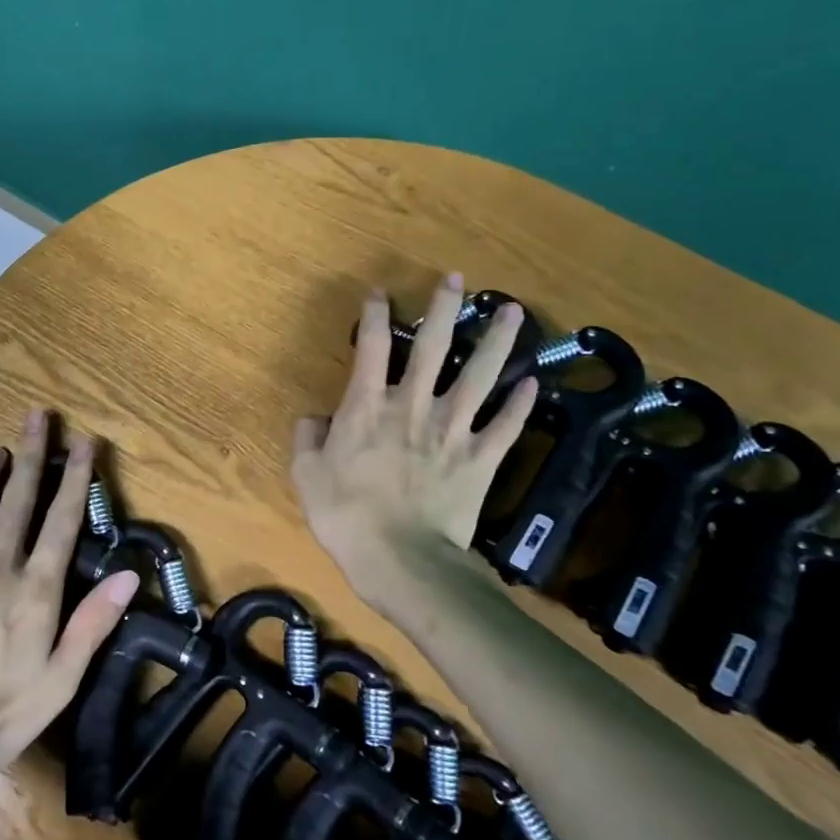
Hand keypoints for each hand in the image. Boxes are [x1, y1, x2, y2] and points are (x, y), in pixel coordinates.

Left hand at [0, 411, 140, 778]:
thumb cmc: (1, 713)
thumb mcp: (61, 678)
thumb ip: (93, 622)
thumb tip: (131, 574)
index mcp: (35, 587)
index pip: (63, 518)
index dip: (77, 476)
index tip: (86, 440)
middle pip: (17, 498)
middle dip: (31, 453)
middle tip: (38, 415)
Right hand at [291, 273, 536, 610]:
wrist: (401, 559)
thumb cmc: (345, 515)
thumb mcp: (306, 475)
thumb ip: (307, 438)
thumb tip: (314, 417)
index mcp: (367, 407)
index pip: (372, 347)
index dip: (375, 315)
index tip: (381, 293)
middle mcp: (413, 407)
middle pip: (434, 348)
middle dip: (445, 309)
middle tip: (457, 279)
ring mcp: (452, 431)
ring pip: (479, 376)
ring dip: (498, 342)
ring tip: (515, 311)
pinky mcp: (480, 459)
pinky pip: (505, 426)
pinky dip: (520, 405)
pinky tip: (533, 382)